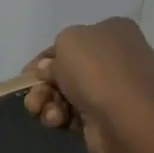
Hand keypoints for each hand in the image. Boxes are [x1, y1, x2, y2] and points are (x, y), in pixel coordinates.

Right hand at [24, 17, 153, 152]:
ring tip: (40, 111)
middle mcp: (117, 57)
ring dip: (48, 101)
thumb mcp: (67, 42)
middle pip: (68, 69)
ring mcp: (115, 89)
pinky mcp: (108, 117)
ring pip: (68, 93)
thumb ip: (54, 53)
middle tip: (31, 96)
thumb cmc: (96, 69)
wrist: (126, 118)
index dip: (46, 56)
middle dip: (43, 84)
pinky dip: (62, 116)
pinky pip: (76, 113)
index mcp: (114, 31)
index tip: (27, 73)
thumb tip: (50, 69)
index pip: (73, 40)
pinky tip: (57, 121)